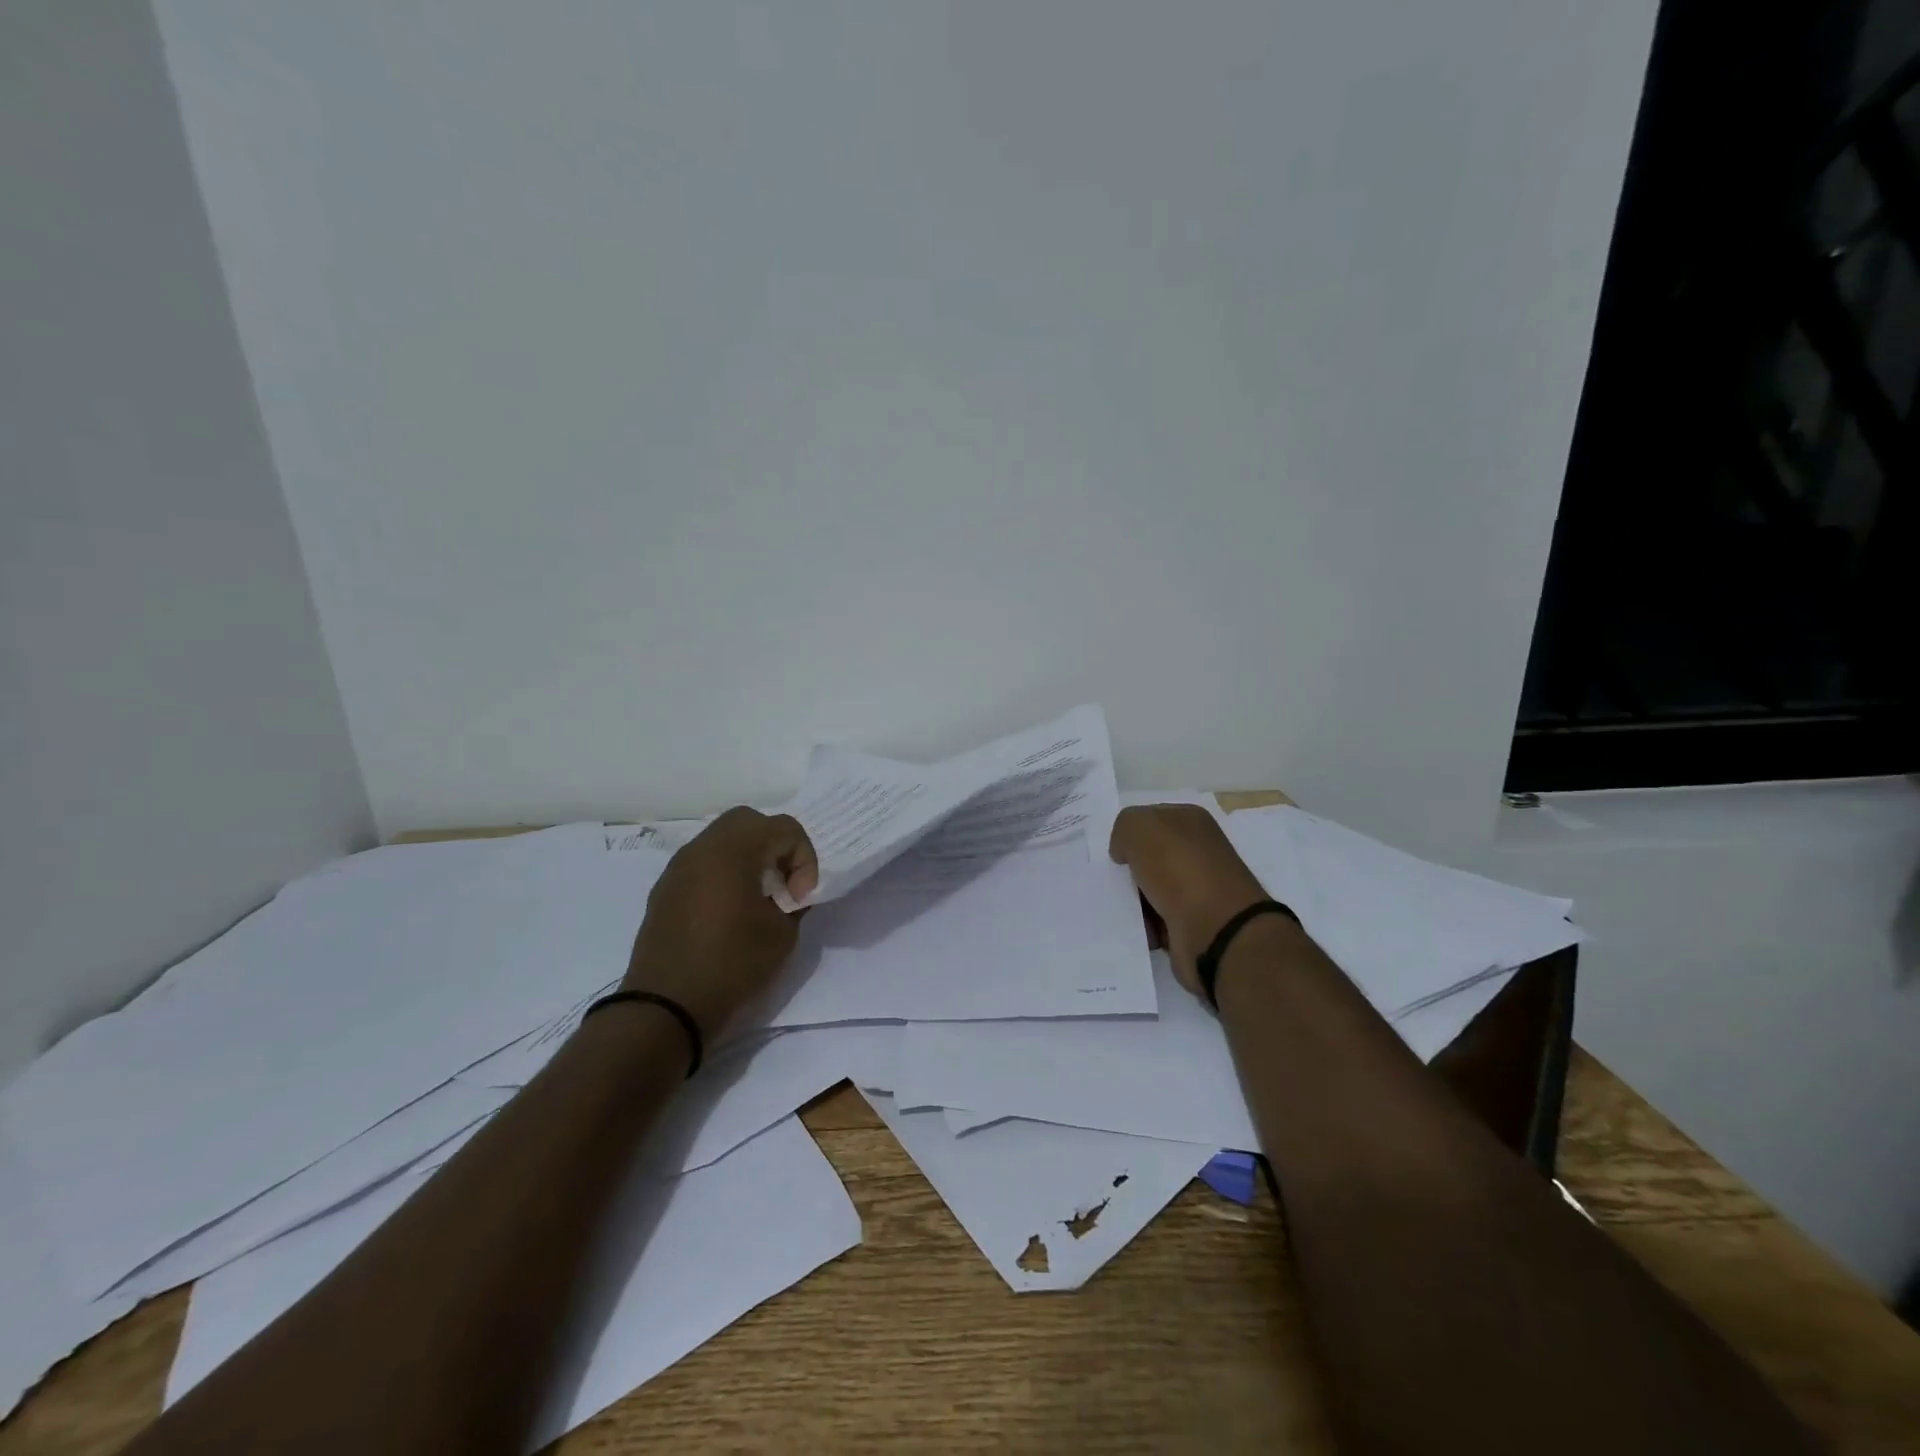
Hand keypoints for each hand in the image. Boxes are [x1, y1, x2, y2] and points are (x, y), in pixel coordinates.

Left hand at [623, 807, 817, 1041]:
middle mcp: (703, 847)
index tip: (800, 899)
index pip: (785, 828)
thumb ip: (793, 904)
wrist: (666, 1007)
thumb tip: (787, 895)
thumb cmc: (732, 964)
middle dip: (775, 846)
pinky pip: (703, 864)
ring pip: (722, 840)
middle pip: (749, 822)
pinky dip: (723, 873)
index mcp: (734, 849)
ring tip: (759, 898)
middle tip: (784, 884)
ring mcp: (678, 867)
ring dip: (748, 858)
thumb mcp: (782, 935)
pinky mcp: (665, 890)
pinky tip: (729, 912)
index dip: (804, 860)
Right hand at [1109, 803, 1272, 997]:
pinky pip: (1157, 920)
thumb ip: (1124, 828)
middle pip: (1148, 857)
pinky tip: (1141, 928)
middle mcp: (1198, 852)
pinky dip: (1146, 926)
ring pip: (1149, 890)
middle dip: (1129, 870)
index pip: (1151, 819)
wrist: (1216, 928)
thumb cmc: (1178, 867)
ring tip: (1126, 909)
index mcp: (1191, 821)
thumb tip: (1125, 852)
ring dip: (1134, 901)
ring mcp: (1199, 889)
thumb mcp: (1138, 826)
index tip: (1116, 852)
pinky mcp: (1194, 922)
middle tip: (1115, 880)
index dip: (1130, 834)